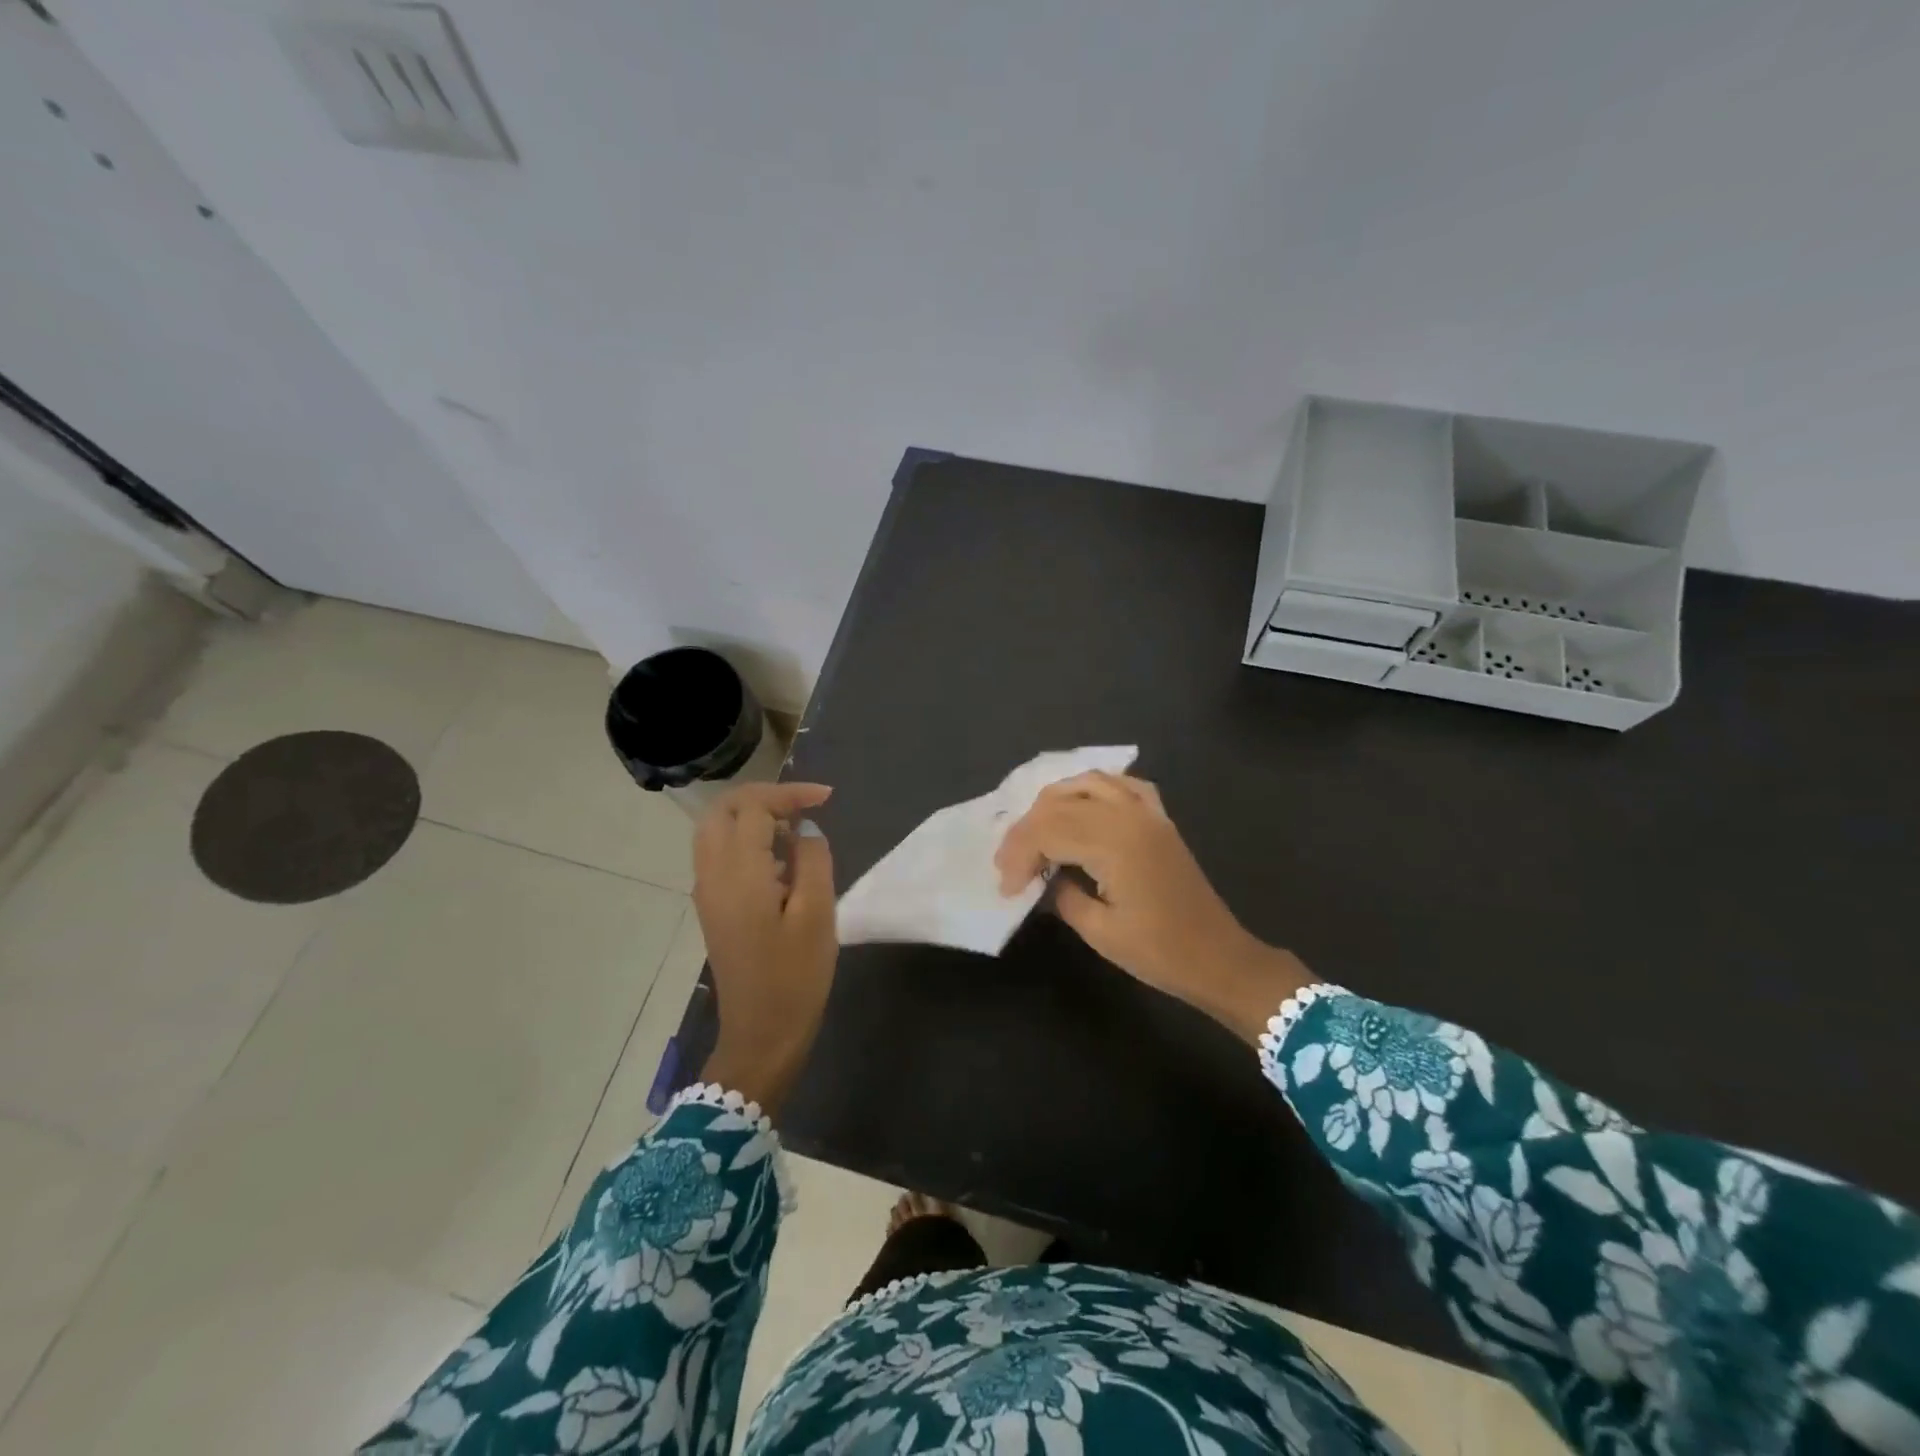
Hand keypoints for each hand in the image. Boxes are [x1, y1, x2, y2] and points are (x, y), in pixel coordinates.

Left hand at [693, 782, 836, 1113]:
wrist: (761, 1034)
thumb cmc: (795, 976)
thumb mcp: (817, 914)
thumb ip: (812, 858)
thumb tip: (805, 829)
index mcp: (738, 872)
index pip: (753, 807)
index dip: (789, 793)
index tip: (827, 798)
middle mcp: (712, 874)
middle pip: (723, 809)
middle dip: (763, 797)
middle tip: (804, 805)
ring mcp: (707, 891)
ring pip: (716, 829)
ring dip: (752, 816)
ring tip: (795, 828)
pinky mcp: (712, 907)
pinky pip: (719, 853)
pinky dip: (745, 839)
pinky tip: (780, 859)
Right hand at [995, 772, 1314, 1042]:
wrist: (1218, 958)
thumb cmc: (1159, 953)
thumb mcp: (1100, 932)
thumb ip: (1061, 895)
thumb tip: (1041, 877)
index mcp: (1113, 844)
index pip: (1047, 831)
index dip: (1018, 855)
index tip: (1006, 888)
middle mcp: (1128, 816)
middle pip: (1059, 804)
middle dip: (1026, 832)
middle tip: (1009, 866)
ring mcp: (1146, 812)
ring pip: (1086, 783)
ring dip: (1052, 803)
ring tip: (1035, 834)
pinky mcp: (1158, 819)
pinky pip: (1121, 785)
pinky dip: (1092, 788)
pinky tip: (1079, 806)